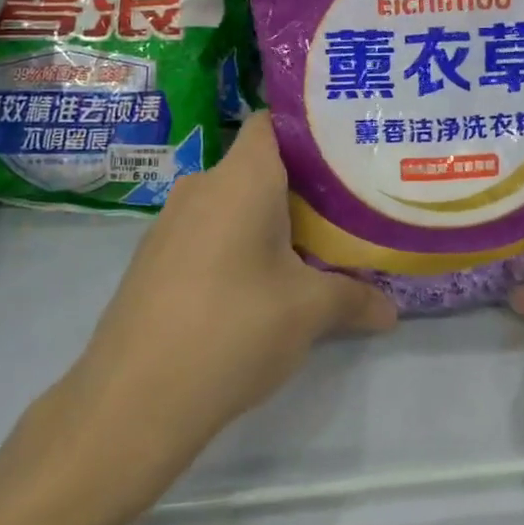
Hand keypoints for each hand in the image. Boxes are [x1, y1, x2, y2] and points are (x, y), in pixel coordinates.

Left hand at [0, 115, 396, 524]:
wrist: (131, 402)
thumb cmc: (233, 329)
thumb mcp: (309, 312)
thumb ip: (355, 298)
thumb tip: (392, 309)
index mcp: (241, 178)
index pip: (271, 122)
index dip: (307, 128)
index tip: (345, 150)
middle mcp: (202, 186)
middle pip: (258, 165)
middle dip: (301, 184)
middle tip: (345, 207)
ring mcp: (170, 223)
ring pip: (232, 201)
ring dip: (268, 219)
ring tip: (311, 247)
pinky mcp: (154, 260)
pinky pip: (207, 232)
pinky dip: (236, 244)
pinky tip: (258, 285)